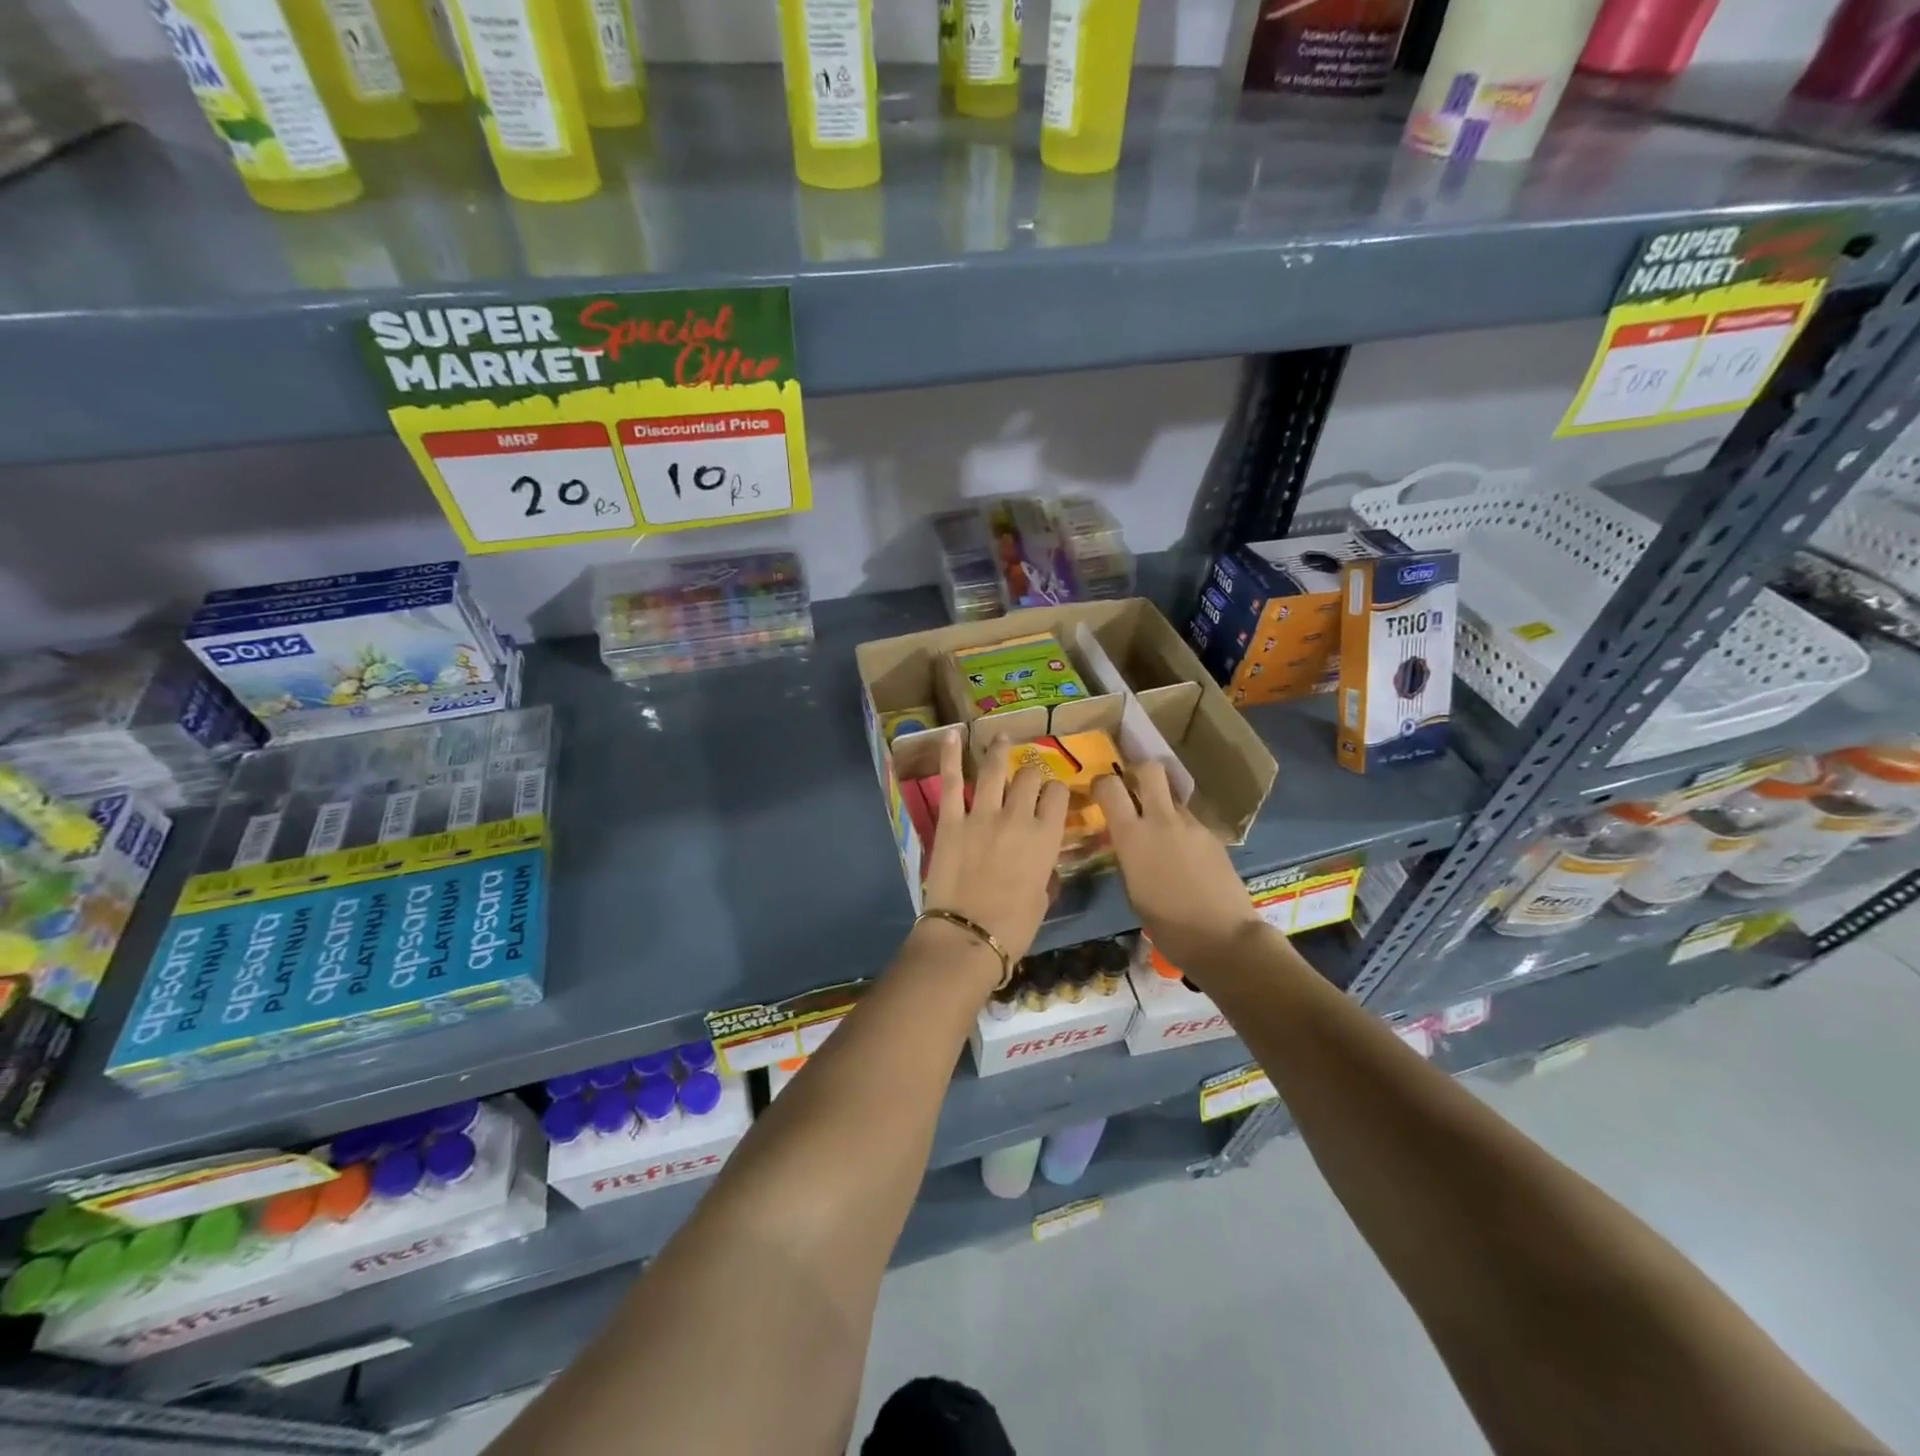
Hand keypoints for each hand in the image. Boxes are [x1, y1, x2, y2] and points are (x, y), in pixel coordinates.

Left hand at [921, 733, 1066, 964]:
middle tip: (1026, 776)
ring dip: (999, 750)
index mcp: (1046, 837)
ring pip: (995, 769)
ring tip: (1002, 737)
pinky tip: (953, 734)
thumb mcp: (1042, 898)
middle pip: (1030, 777)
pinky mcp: (951, 820)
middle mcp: (1018, 816)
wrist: (968, 936)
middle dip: (1031, 773)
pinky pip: (952, 781)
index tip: (1051, 794)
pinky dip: (951, 755)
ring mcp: (982, 814)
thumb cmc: (1013, 927)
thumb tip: (1041, 863)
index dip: (1055, 791)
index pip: (1057, 795)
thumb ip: (1044, 871)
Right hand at [1092, 762, 1262, 977]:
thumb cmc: (1166, 924)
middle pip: (1150, 770)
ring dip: (1163, 807)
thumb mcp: (1132, 889)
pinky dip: (1182, 831)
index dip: (1102, 783)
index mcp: (1132, 835)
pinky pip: (1190, 823)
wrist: (1222, 937)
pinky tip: (1185, 858)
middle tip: (1133, 789)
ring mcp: (1192, 825)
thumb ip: (1128, 855)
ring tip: (1162, 836)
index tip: (1100, 793)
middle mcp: (1162, 820)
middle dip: (1138, 772)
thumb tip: (1128, 842)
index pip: (1110, 786)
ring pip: (1173, 799)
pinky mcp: (1214, 836)